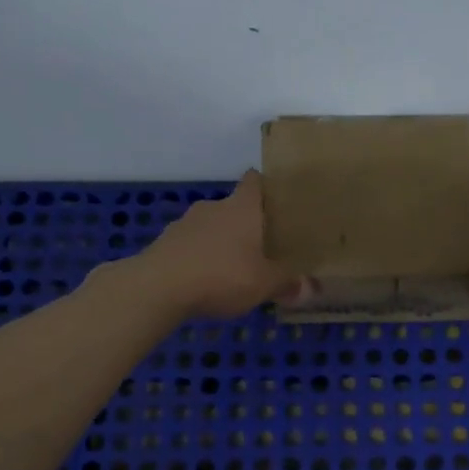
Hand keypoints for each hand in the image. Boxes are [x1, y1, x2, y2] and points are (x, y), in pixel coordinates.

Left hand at [133, 170, 301, 319]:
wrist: (158, 287)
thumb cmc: (221, 275)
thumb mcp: (264, 285)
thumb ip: (286, 284)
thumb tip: (310, 287)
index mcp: (242, 208)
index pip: (254, 181)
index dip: (266, 186)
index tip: (277, 198)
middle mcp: (214, 207)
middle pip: (234, 207)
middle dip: (246, 224)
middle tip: (262, 246)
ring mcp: (185, 223)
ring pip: (210, 227)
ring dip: (220, 242)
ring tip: (233, 268)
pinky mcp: (165, 243)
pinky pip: (190, 246)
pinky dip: (199, 258)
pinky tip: (205, 281)